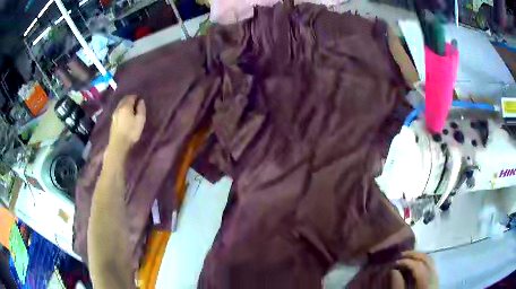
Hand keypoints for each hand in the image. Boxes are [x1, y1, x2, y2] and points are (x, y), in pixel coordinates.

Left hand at [109, 95, 145, 151]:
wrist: (118, 145)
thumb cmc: (131, 132)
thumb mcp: (140, 120)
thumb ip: (141, 109)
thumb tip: (141, 101)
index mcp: (126, 106)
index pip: (131, 97)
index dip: (136, 97)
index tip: (140, 100)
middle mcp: (119, 108)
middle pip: (124, 100)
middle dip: (130, 100)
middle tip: (135, 103)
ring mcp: (114, 114)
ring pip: (120, 105)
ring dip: (125, 105)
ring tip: (130, 110)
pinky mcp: (112, 121)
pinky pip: (118, 111)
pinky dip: (122, 110)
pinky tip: (124, 116)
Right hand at [391, 251, 437, 288]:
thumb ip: (398, 287)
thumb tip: (393, 270)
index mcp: (426, 285)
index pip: (418, 267)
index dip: (407, 262)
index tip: (395, 262)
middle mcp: (434, 278)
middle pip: (427, 260)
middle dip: (414, 255)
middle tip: (401, 254)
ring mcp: (437, 278)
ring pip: (431, 261)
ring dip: (419, 257)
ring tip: (408, 257)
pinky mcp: (436, 280)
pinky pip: (432, 266)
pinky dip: (424, 262)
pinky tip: (416, 263)